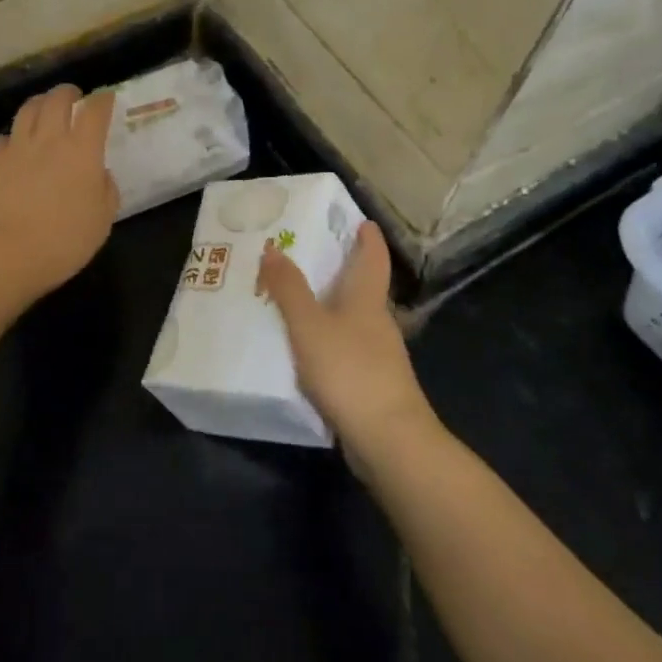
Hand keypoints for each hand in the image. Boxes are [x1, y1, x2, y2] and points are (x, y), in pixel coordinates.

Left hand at [0, 84, 119, 299]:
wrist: (6, 254)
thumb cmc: (64, 241)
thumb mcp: (102, 220)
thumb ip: (106, 190)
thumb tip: (99, 174)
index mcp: (82, 151)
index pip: (95, 111)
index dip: (103, 101)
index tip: (107, 99)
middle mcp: (49, 140)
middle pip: (57, 99)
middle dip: (68, 93)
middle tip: (73, 97)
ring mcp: (16, 148)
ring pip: (27, 110)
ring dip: (39, 104)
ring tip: (44, 109)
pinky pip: (2, 140)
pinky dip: (11, 139)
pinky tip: (13, 148)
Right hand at [258, 222, 437, 470]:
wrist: (389, 440)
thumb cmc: (350, 371)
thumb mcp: (309, 326)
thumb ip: (289, 289)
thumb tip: (272, 248)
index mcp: (367, 299)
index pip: (373, 258)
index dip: (368, 238)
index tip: (361, 221)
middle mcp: (377, 322)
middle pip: (364, 287)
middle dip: (343, 269)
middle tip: (309, 255)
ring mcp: (378, 356)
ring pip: (355, 319)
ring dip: (333, 306)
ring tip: (299, 300)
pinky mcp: (372, 384)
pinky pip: (348, 348)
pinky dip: (330, 339)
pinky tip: (308, 349)